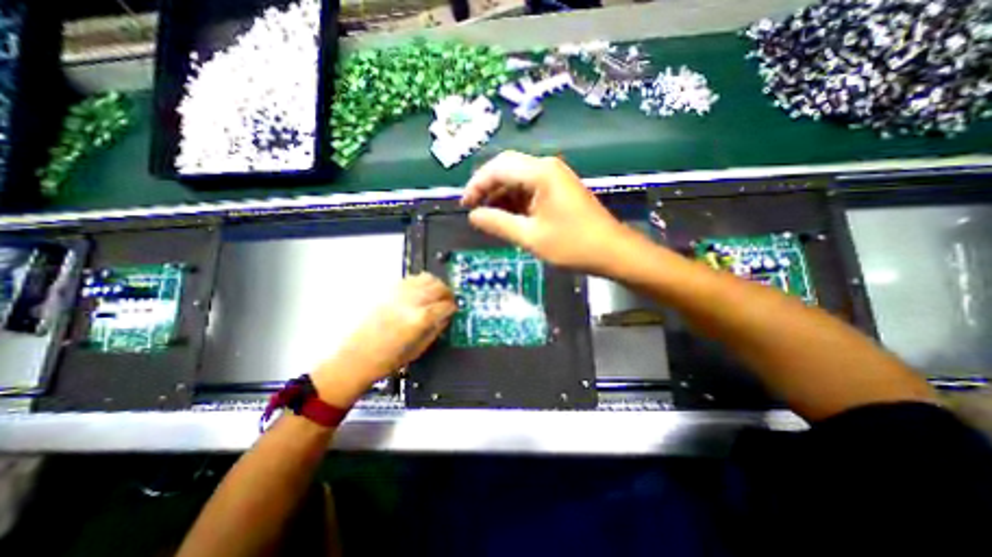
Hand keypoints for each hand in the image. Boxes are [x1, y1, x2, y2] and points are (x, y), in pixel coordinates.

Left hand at [311, 272, 453, 406]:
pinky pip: (411, 279)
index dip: (452, 307)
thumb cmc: (388, 359)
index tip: (453, 310)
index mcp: (420, 319)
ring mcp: (398, 294)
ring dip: (436, 284)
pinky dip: (420, 282)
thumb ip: (436, 330)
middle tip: (448, 301)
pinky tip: (420, 291)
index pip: (445, 305)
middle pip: (438, 287)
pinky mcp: (388, 291)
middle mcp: (411, 302)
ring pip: (426, 278)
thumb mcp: (419, 349)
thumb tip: (446, 317)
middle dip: (447, 293)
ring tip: (436, 294)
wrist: (355, 358)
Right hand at [462, 150, 625, 273]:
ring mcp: (555, 178)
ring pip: (518, 179)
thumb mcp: (531, 237)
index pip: (498, 168)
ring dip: (501, 196)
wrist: (612, 251)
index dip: (477, 185)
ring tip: (488, 217)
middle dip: (487, 188)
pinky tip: (508, 217)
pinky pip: (530, 189)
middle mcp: (547, 167)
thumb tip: (473, 216)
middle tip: (474, 210)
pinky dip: (515, 201)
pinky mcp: (559, 190)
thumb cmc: (573, 245)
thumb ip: (499, 224)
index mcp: (541, 173)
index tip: (464, 205)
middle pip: (507, 169)